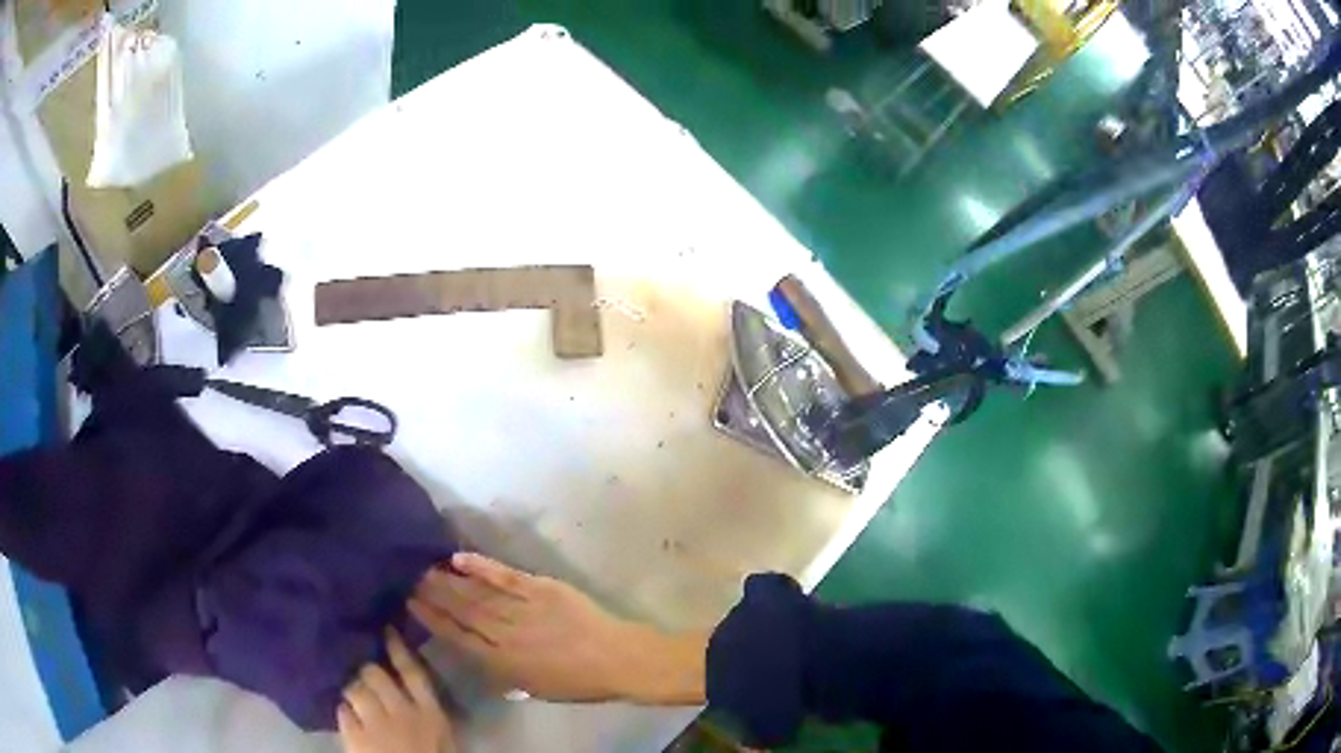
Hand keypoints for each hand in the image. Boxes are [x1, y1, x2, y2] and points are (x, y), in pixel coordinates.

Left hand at [339, 629, 454, 752]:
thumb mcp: (443, 740)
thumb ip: (428, 714)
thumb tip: (414, 690)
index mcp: (430, 713)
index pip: (412, 672)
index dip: (397, 648)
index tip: (384, 629)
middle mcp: (402, 712)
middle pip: (375, 674)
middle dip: (366, 672)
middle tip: (364, 677)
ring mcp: (375, 724)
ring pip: (354, 688)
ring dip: (351, 690)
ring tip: (352, 697)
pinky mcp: (355, 737)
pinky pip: (342, 711)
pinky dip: (343, 712)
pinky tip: (347, 717)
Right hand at [410, 553, 706, 704]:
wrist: (619, 659)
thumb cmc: (579, 682)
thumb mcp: (535, 689)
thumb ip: (503, 673)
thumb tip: (478, 655)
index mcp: (502, 664)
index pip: (457, 639)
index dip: (432, 621)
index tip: (410, 604)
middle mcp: (505, 635)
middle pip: (461, 611)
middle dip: (433, 594)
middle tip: (408, 577)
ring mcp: (522, 608)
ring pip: (477, 592)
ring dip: (449, 579)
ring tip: (425, 567)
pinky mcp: (541, 588)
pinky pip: (505, 575)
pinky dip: (482, 566)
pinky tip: (460, 558)